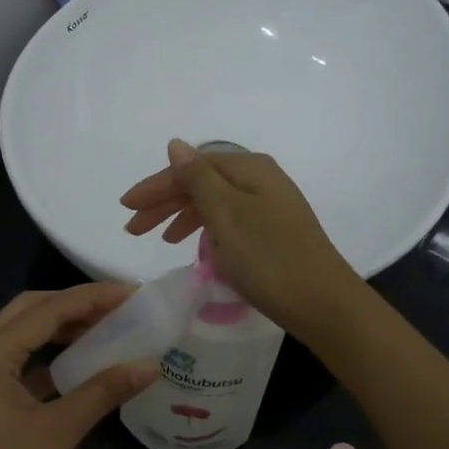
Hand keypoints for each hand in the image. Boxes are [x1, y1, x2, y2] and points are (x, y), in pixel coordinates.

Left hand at [0, 284, 159, 448]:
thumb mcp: (60, 432)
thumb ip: (104, 391)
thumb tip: (150, 364)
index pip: (45, 311)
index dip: (91, 298)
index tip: (133, 292)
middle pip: (28, 313)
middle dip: (73, 305)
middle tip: (119, 306)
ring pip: (23, 337)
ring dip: (62, 329)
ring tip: (107, 328)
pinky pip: (21, 365)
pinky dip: (51, 358)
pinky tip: (83, 363)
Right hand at [119, 139, 361, 334]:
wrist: (323, 304)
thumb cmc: (269, 258)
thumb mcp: (227, 215)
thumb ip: (197, 178)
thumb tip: (175, 144)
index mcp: (249, 169)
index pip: (192, 166)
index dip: (157, 185)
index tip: (126, 207)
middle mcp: (261, 180)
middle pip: (202, 182)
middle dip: (165, 202)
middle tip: (134, 227)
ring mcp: (270, 207)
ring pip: (215, 203)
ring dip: (183, 216)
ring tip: (161, 239)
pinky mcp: (274, 232)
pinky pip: (229, 221)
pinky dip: (206, 230)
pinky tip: (197, 247)